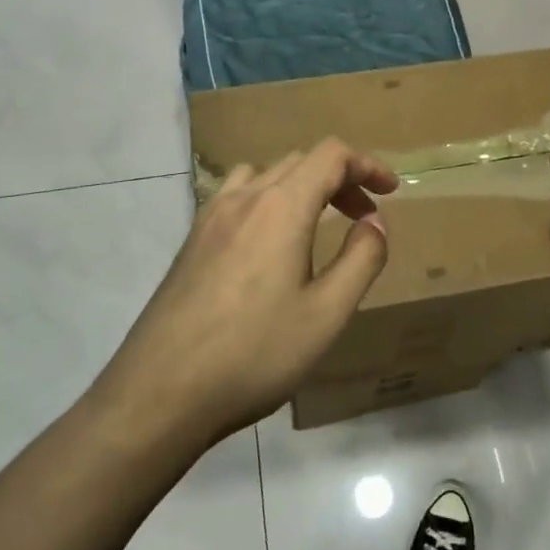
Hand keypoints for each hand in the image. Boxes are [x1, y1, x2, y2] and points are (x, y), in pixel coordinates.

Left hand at [94, 139, 397, 449]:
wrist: (159, 393)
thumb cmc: (254, 354)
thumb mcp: (326, 313)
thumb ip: (361, 259)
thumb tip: (375, 223)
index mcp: (280, 207)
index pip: (330, 156)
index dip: (367, 165)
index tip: (390, 191)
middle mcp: (243, 199)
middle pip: (299, 161)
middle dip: (340, 179)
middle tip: (363, 218)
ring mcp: (210, 218)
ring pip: (265, 175)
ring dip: (301, 187)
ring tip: (317, 225)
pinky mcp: (191, 242)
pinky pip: (237, 197)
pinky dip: (268, 201)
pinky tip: (269, 246)